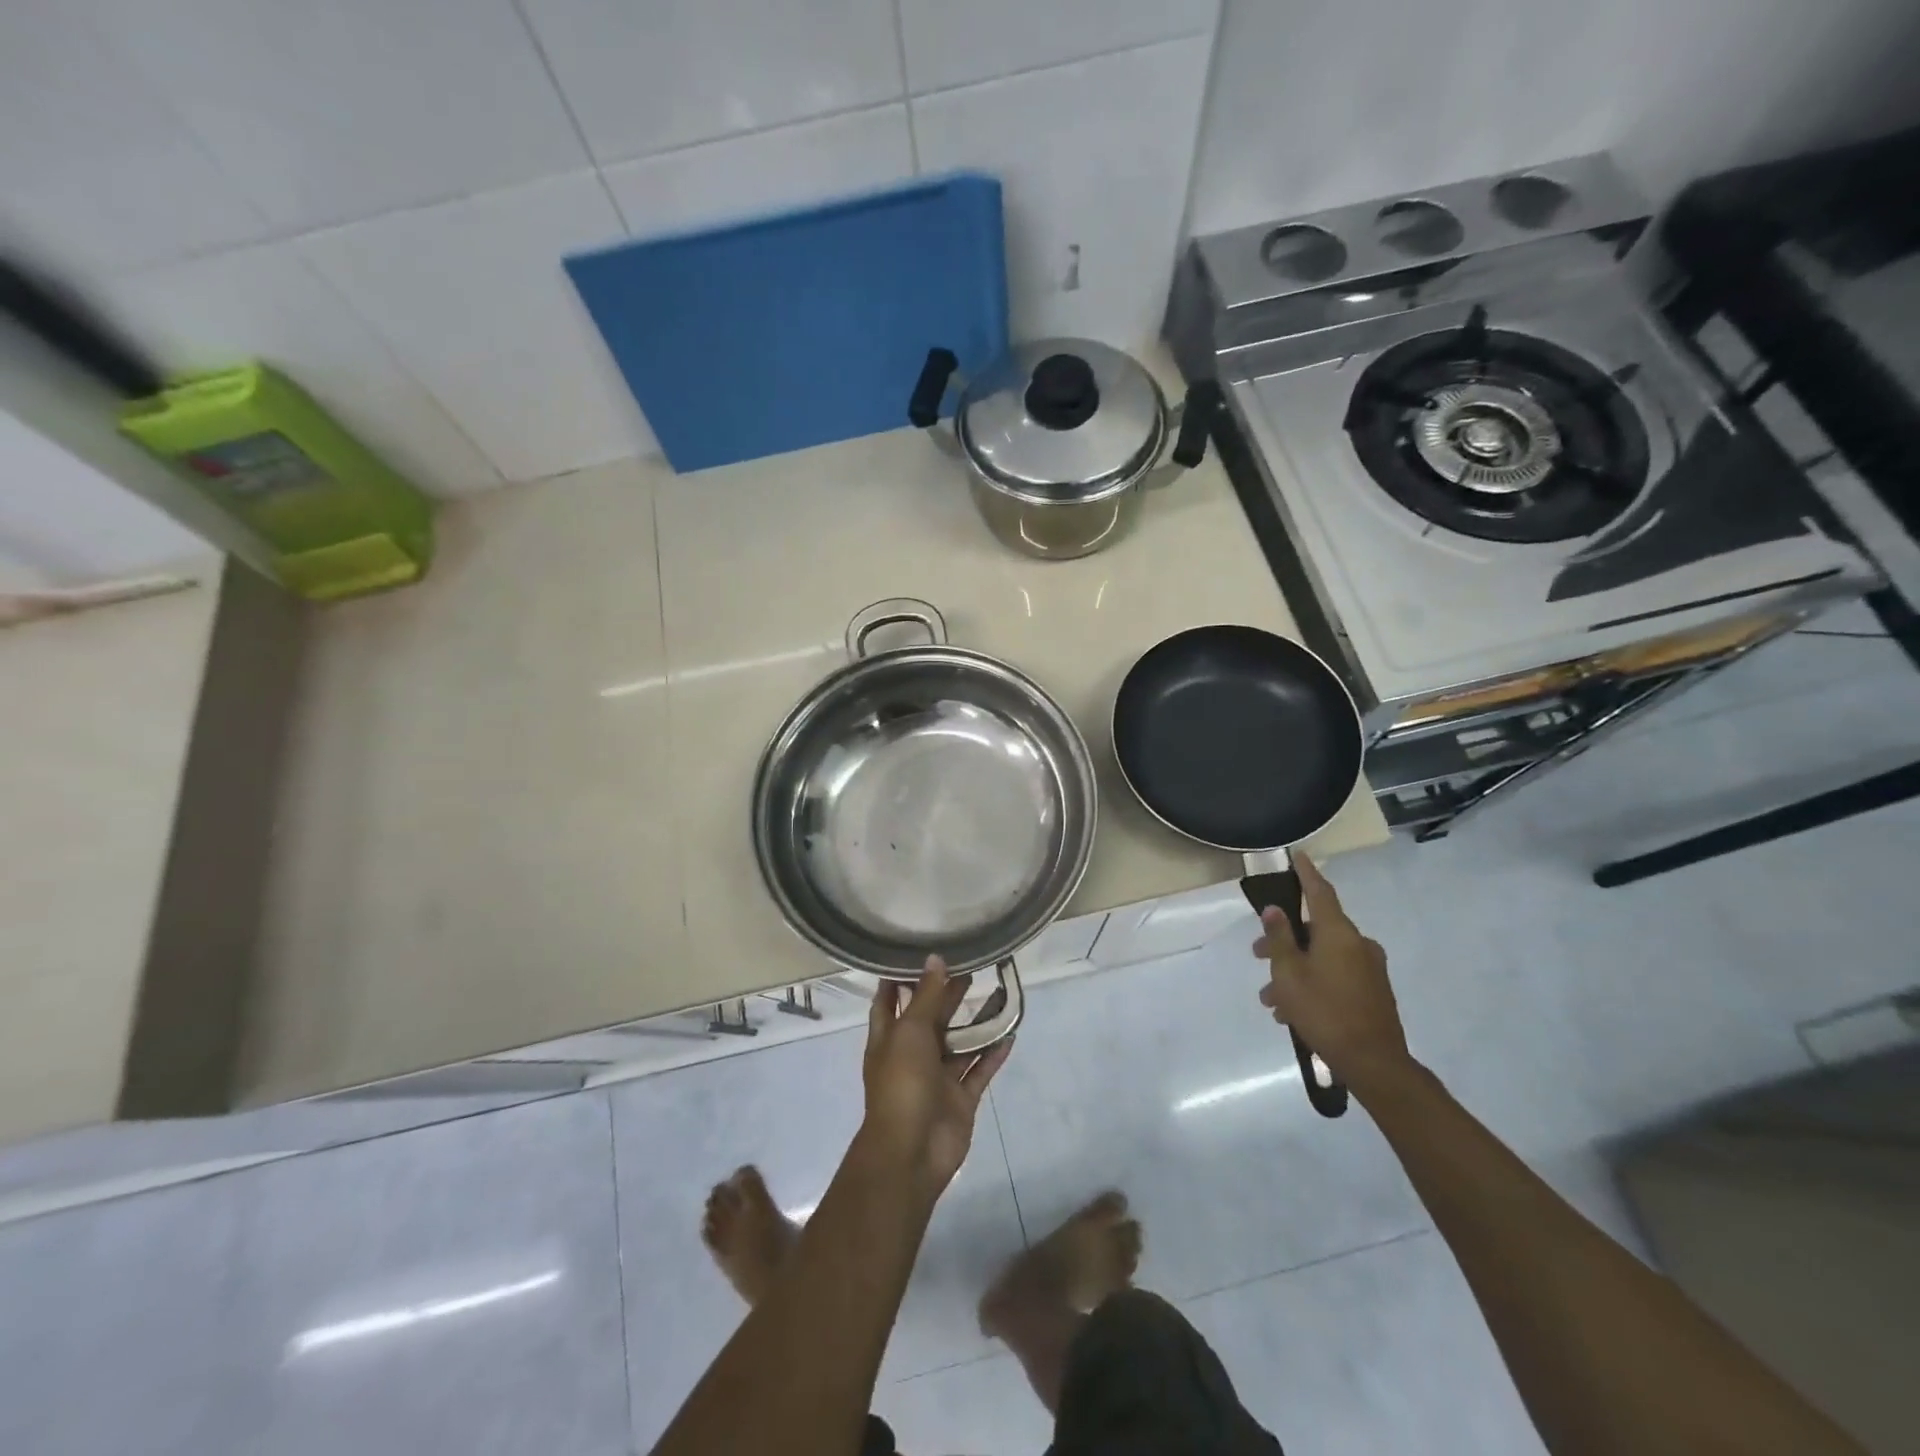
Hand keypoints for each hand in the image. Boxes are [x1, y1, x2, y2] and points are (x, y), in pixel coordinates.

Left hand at [861, 958, 1012, 1198]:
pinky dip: (993, 1053)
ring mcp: (937, 1078)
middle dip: (947, 994)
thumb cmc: (902, 1084)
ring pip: (960, 1043)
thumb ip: (925, 996)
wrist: (911, 1152)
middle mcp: (912, 1055)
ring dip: (976, 1022)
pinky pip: (979, 1070)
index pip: (889, 1001)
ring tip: (998, 991)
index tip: (918, 953)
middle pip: (931, 1018)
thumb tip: (934, 958)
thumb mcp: (910, 1032)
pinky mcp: (960, 1098)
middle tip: (972, 966)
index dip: (900, 979)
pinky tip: (1011, 1033)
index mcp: (889, 1038)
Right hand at [1251, 853, 1411, 1092]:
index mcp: (1339, 934)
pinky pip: (1336, 975)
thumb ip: (1279, 938)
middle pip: (1316, 930)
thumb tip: (1274, 909)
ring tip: (1271, 999)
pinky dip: (1313, 983)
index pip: (1320, 892)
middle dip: (1284, 940)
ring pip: (1322, 957)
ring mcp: (1369, 969)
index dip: (1306, 873)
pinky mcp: (1374, 992)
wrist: (1374, 1063)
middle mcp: (1358, 944)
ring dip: (1295, 970)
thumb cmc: (1324, 1011)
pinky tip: (1292, 1012)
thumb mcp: (1289, 974)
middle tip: (1257, 954)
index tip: (1297, 855)